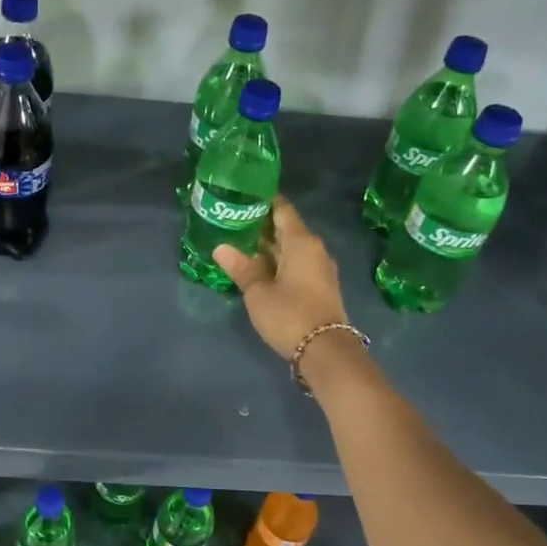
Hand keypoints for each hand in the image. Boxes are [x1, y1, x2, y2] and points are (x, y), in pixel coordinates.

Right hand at [212, 196, 349, 360]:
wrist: (326, 350)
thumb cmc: (290, 314)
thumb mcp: (258, 292)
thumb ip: (241, 268)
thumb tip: (221, 248)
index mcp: (301, 242)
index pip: (282, 210)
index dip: (263, 200)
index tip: (242, 195)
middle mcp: (314, 249)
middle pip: (286, 228)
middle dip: (261, 224)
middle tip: (232, 219)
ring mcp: (319, 268)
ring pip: (290, 248)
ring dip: (268, 245)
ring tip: (239, 242)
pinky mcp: (319, 286)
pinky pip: (295, 263)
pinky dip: (277, 260)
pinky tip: (257, 266)